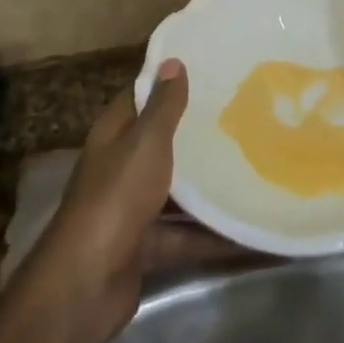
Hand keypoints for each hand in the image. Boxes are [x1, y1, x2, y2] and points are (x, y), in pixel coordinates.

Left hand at [23, 60, 239, 342]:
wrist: (86, 283)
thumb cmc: (117, 197)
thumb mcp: (145, 143)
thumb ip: (163, 106)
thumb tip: (172, 60)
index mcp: (114, 134)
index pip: (142, 97)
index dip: (169, 83)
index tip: (212, 72)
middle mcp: (121, 167)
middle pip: (162, 145)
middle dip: (198, 136)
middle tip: (246, 119)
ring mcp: (132, 210)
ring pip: (178, 193)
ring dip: (211, 189)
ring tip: (257, 173)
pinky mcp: (146, 248)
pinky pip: (187, 236)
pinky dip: (215, 237)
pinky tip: (254, 234)